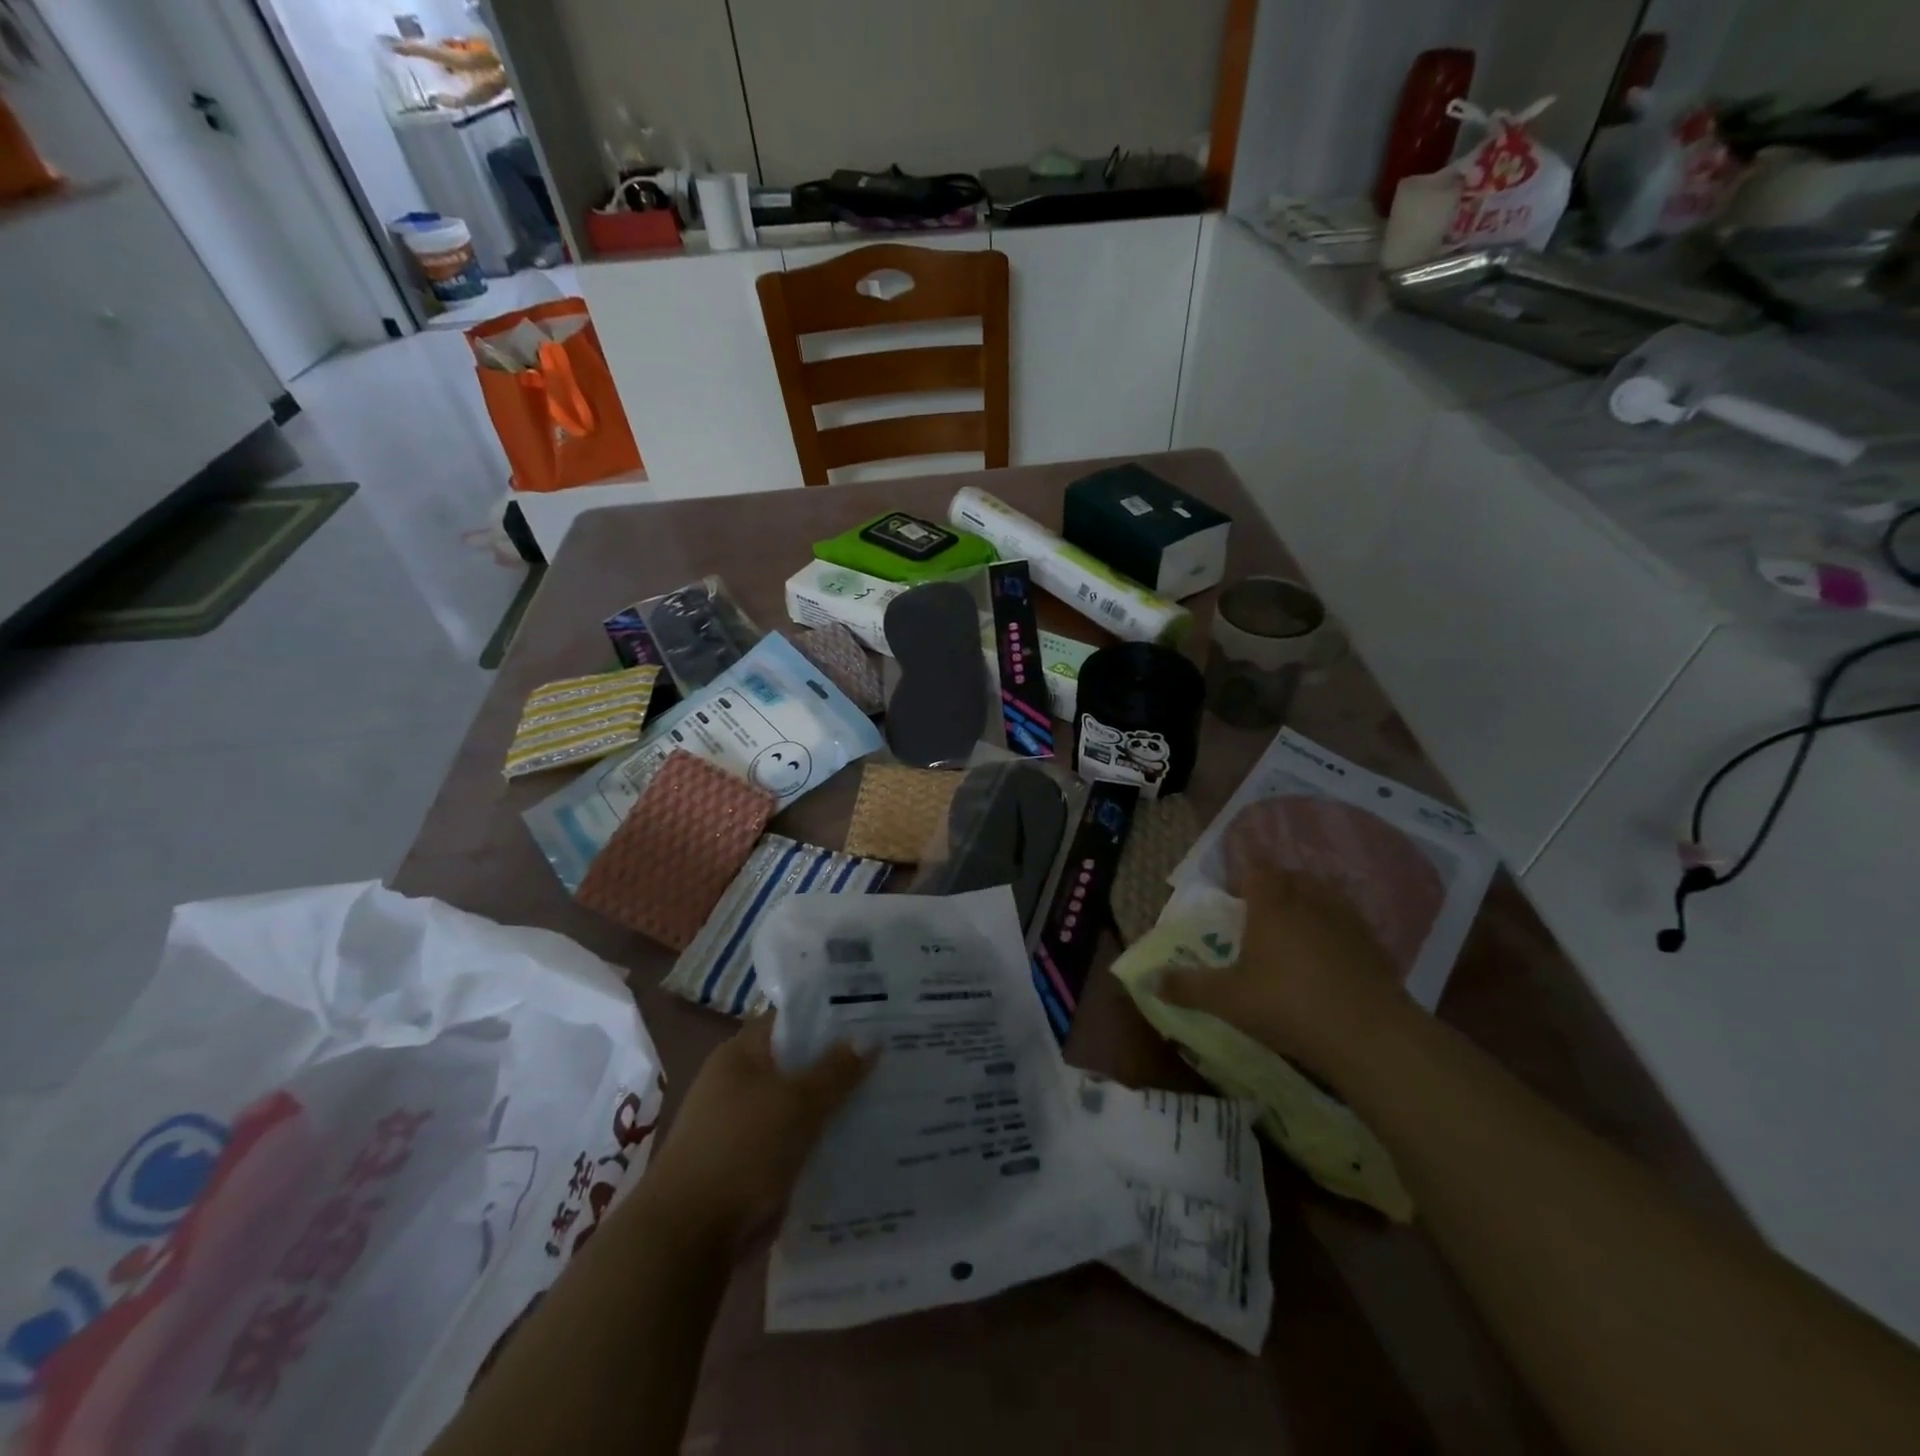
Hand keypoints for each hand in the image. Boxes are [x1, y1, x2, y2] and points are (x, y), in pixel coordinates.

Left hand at [636, 1015, 872, 1248]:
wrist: (688, 1238)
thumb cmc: (742, 1150)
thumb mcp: (798, 1103)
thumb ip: (836, 1069)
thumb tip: (871, 1036)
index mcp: (740, 1054)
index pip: (791, 1020)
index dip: (831, 1016)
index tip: (874, 1019)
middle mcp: (738, 1083)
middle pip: (798, 1063)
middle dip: (839, 1064)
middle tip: (890, 1058)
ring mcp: (742, 1125)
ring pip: (799, 1105)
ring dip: (833, 1106)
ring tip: (886, 1099)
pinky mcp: (749, 1164)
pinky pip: (794, 1141)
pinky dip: (820, 1141)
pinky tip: (858, 1143)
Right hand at [1157, 868, 1410, 1082]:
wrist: (1369, 1036)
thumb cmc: (1287, 1005)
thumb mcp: (1227, 1000)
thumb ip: (1187, 987)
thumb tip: (1150, 981)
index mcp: (1271, 903)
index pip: (1255, 869)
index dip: (1243, 877)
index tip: (1234, 897)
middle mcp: (1309, 900)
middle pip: (1290, 877)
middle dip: (1275, 887)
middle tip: (1260, 913)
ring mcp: (1347, 920)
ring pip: (1323, 895)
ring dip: (1308, 904)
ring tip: (1296, 930)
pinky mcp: (1375, 945)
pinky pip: (1349, 923)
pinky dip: (1336, 930)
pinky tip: (1330, 958)